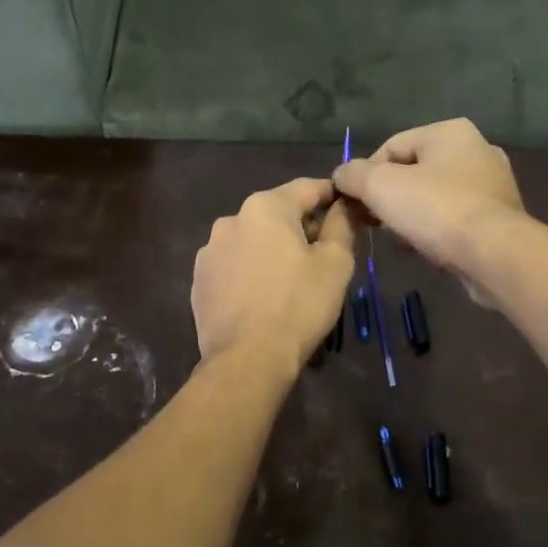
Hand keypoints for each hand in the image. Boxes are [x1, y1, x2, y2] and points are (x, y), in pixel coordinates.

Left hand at [192, 178, 357, 367]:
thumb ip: (342, 225)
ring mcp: (209, 251)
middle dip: (301, 227)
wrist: (248, 359)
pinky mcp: (199, 281)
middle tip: (325, 254)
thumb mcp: (335, 263)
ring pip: (252, 240)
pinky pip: (233, 266)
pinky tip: (264, 297)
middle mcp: (231, 219)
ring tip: (292, 280)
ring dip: (273, 250)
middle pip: (276, 213)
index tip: (348, 209)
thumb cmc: (299, 306)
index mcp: (265, 207)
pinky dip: (251, 272)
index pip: (307, 187)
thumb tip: (344, 205)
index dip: (332, 195)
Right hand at [332, 119, 525, 304]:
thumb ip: (353, 175)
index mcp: (449, 132)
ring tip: (399, 240)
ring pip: (433, 197)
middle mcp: (476, 149)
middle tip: (375, 224)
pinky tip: (425, 250)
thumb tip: (342, 175)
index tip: (356, 205)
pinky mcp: (499, 216)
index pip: (391, 147)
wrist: (493, 255)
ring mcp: (492, 184)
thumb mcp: (380, 187)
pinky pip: (454, 218)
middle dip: (389, 199)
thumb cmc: (436, 210)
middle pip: (413, 172)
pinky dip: (435, 230)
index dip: (366, 175)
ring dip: (410, 217)